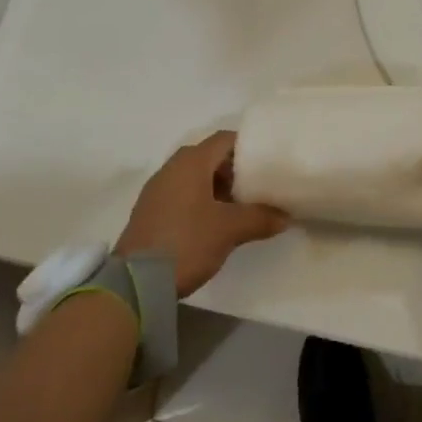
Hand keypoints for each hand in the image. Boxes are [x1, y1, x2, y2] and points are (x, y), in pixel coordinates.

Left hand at [116, 132, 289, 296]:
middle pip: (211, 157)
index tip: (269, 162)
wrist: (136, 282)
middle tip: (258, 188)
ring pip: (196, 177)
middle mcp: (172, 168)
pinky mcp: (151, 211)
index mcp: (191, 162)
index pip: (225, 139)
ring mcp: (158, 189)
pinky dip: (202, 201)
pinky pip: (183, 194)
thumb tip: (285, 216)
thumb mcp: (229, 229)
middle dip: (236, 170)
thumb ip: (260, 217)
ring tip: (241, 208)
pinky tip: (216, 223)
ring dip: (219, 188)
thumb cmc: (186, 242)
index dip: (249, 147)